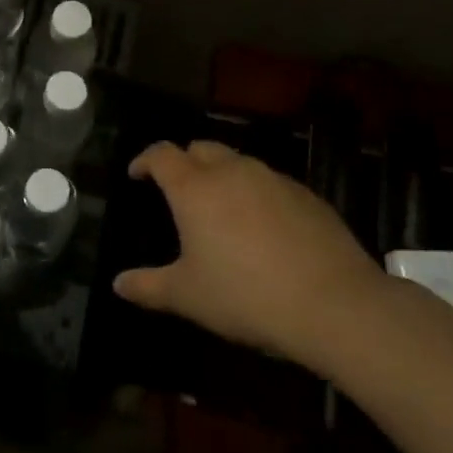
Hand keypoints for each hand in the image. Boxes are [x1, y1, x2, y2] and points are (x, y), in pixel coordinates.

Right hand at [116, 141, 385, 364]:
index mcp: (195, 188)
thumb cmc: (245, 296)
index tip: (137, 174)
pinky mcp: (307, 194)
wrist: (334, 304)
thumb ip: (148, 287)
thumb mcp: (188, 297)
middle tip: (178, 190)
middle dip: (184, 161)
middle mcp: (232, 171)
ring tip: (221, 208)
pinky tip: (263, 227)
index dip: (145, 160)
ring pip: (238, 162)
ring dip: (222, 175)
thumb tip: (118, 284)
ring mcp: (273, 179)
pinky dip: (256, 193)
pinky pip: (270, 182)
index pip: (161, 154)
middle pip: (200, 148)